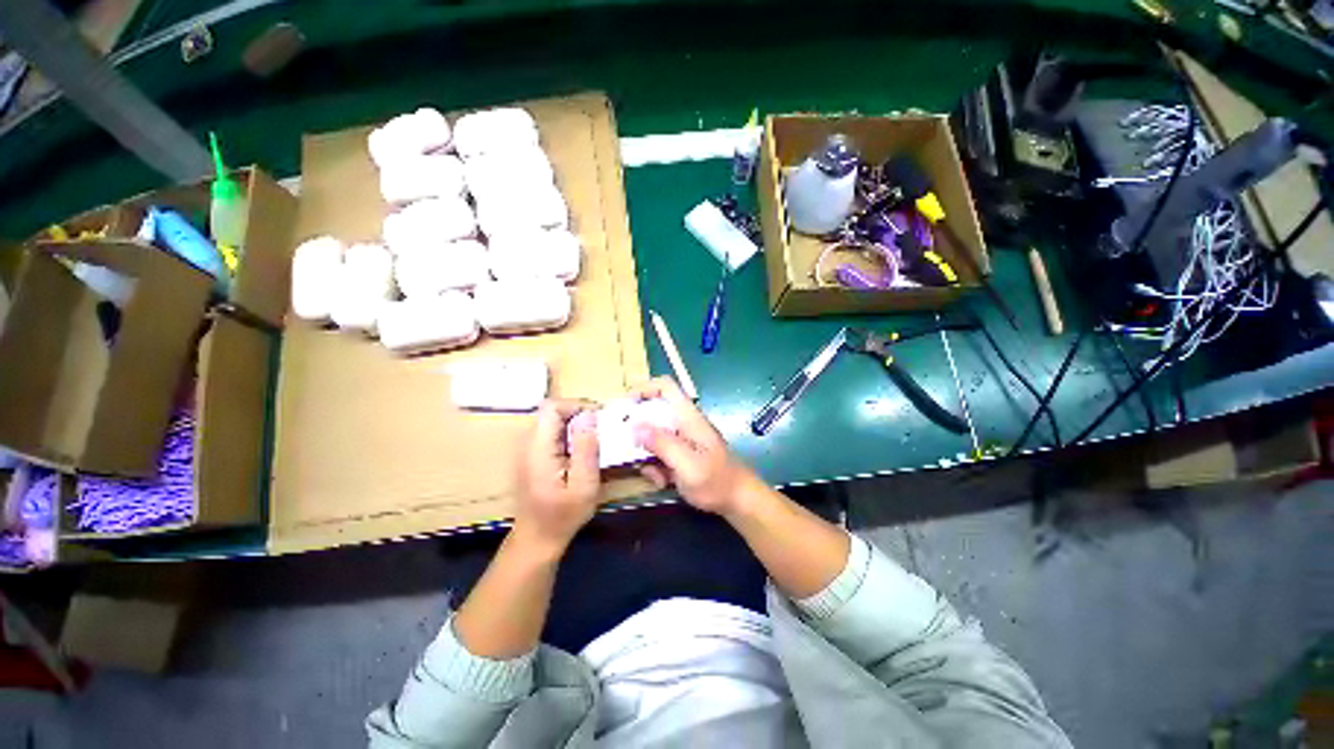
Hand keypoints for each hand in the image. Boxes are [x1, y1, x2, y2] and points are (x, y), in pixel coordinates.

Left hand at [512, 399, 601, 552]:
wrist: (537, 540)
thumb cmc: (562, 517)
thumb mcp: (583, 486)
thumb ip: (586, 449)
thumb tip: (589, 416)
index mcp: (538, 448)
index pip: (551, 407)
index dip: (576, 404)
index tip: (599, 417)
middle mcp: (528, 443)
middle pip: (552, 412)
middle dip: (579, 414)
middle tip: (602, 428)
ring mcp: (529, 450)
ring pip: (553, 421)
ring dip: (576, 424)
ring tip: (596, 438)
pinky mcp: (533, 456)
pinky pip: (552, 433)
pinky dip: (570, 434)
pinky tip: (583, 451)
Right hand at [630, 377, 758, 515]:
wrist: (738, 501)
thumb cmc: (716, 481)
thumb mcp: (688, 465)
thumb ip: (662, 444)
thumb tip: (634, 426)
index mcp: (688, 417)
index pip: (665, 387)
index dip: (643, 388)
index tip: (624, 406)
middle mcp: (682, 423)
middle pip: (652, 412)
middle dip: (638, 431)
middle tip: (625, 448)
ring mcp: (681, 439)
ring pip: (651, 436)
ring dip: (646, 455)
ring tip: (655, 475)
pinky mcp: (679, 454)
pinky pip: (657, 453)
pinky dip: (655, 467)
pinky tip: (664, 482)